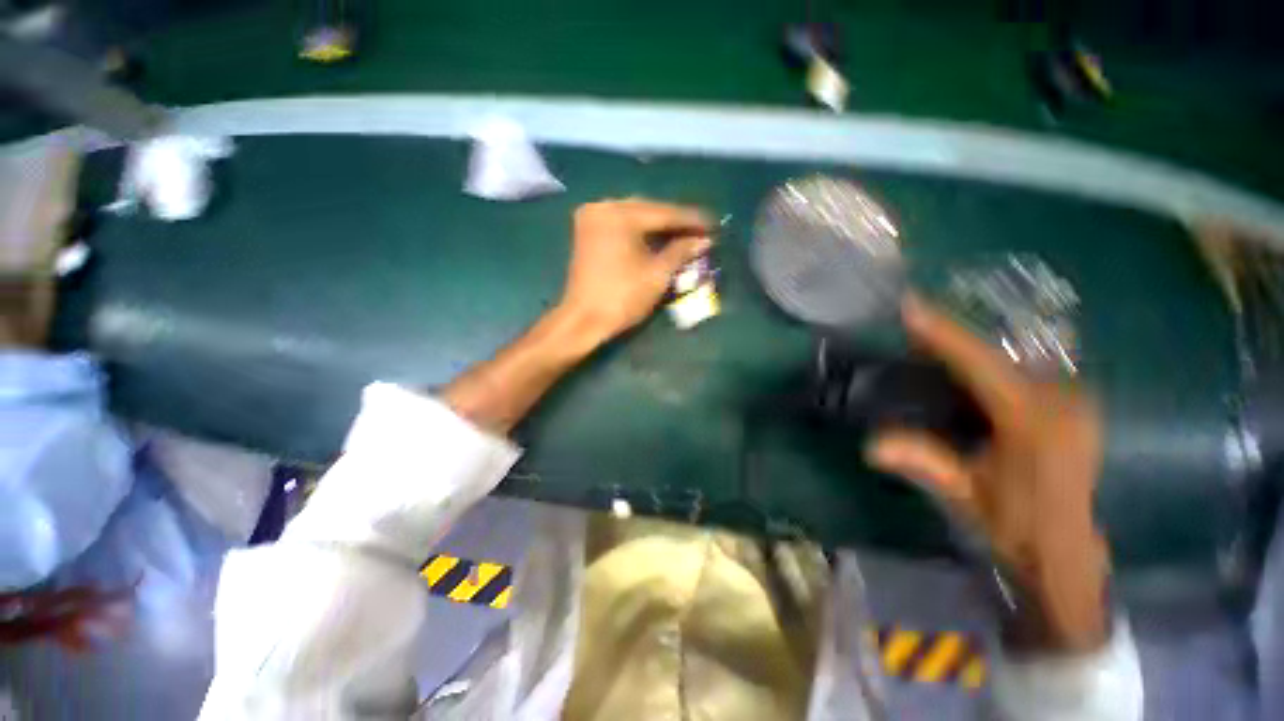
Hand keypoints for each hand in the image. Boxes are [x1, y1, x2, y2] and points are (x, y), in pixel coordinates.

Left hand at [558, 199, 711, 344]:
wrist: (583, 320)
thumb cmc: (622, 298)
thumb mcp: (657, 274)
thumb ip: (681, 251)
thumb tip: (705, 240)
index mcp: (620, 214)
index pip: (664, 213)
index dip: (691, 220)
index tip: (714, 223)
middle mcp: (603, 207)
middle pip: (648, 210)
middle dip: (675, 221)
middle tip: (700, 229)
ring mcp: (592, 218)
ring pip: (634, 216)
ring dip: (658, 225)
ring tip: (683, 234)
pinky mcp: (587, 232)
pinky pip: (621, 224)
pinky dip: (640, 231)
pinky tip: (658, 237)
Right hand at [866, 296, 1109, 651]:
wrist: (1066, 550)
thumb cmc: (1016, 524)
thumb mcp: (966, 494)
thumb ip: (924, 462)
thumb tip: (870, 446)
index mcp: (1033, 421)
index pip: (982, 363)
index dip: (943, 333)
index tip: (911, 306)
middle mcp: (1059, 399)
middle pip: (998, 349)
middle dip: (952, 333)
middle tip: (911, 319)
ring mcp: (1072, 398)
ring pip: (1013, 352)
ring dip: (970, 342)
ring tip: (929, 333)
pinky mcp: (1071, 402)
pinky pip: (1025, 364)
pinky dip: (991, 355)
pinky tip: (966, 356)